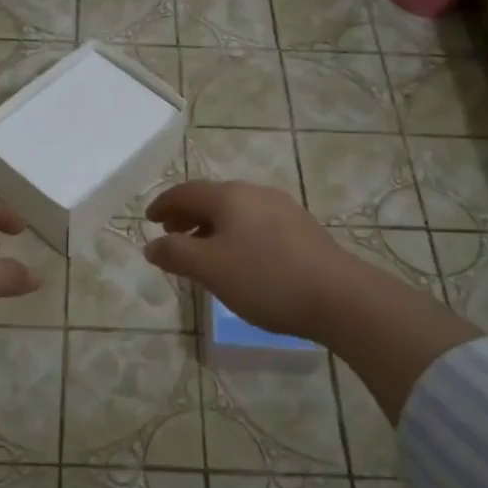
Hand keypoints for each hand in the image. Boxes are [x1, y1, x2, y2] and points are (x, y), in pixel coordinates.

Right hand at [146, 180, 480, 400]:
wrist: (340, 297)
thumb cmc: (266, 279)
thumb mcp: (211, 269)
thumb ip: (176, 254)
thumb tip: (151, 245)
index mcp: (231, 196)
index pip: (186, 191)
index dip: (163, 204)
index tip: (148, 219)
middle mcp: (256, 193)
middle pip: (212, 198)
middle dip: (187, 214)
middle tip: (170, 234)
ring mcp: (283, 209)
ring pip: (236, 211)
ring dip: (211, 226)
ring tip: (201, 251)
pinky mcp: (302, 230)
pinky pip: (255, 224)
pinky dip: (234, 234)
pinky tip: (238, 260)